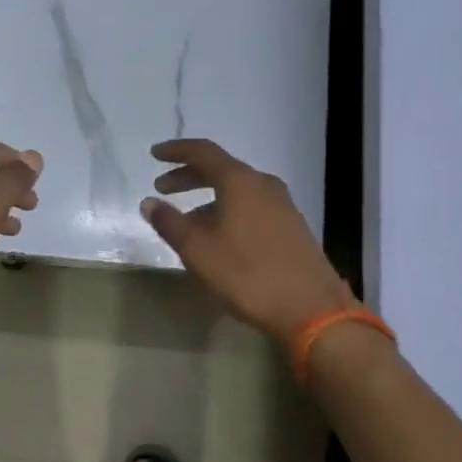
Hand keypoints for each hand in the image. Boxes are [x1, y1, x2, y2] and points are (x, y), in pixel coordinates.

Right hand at [141, 138, 354, 340]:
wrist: (312, 309)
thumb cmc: (248, 275)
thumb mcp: (199, 251)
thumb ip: (170, 223)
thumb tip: (149, 202)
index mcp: (241, 182)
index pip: (203, 152)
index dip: (176, 151)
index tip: (154, 154)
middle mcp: (264, 185)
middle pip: (221, 169)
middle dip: (188, 176)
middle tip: (163, 188)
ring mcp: (283, 205)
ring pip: (237, 190)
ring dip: (208, 198)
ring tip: (186, 221)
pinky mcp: (292, 227)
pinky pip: (252, 207)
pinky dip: (228, 211)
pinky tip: (219, 237)